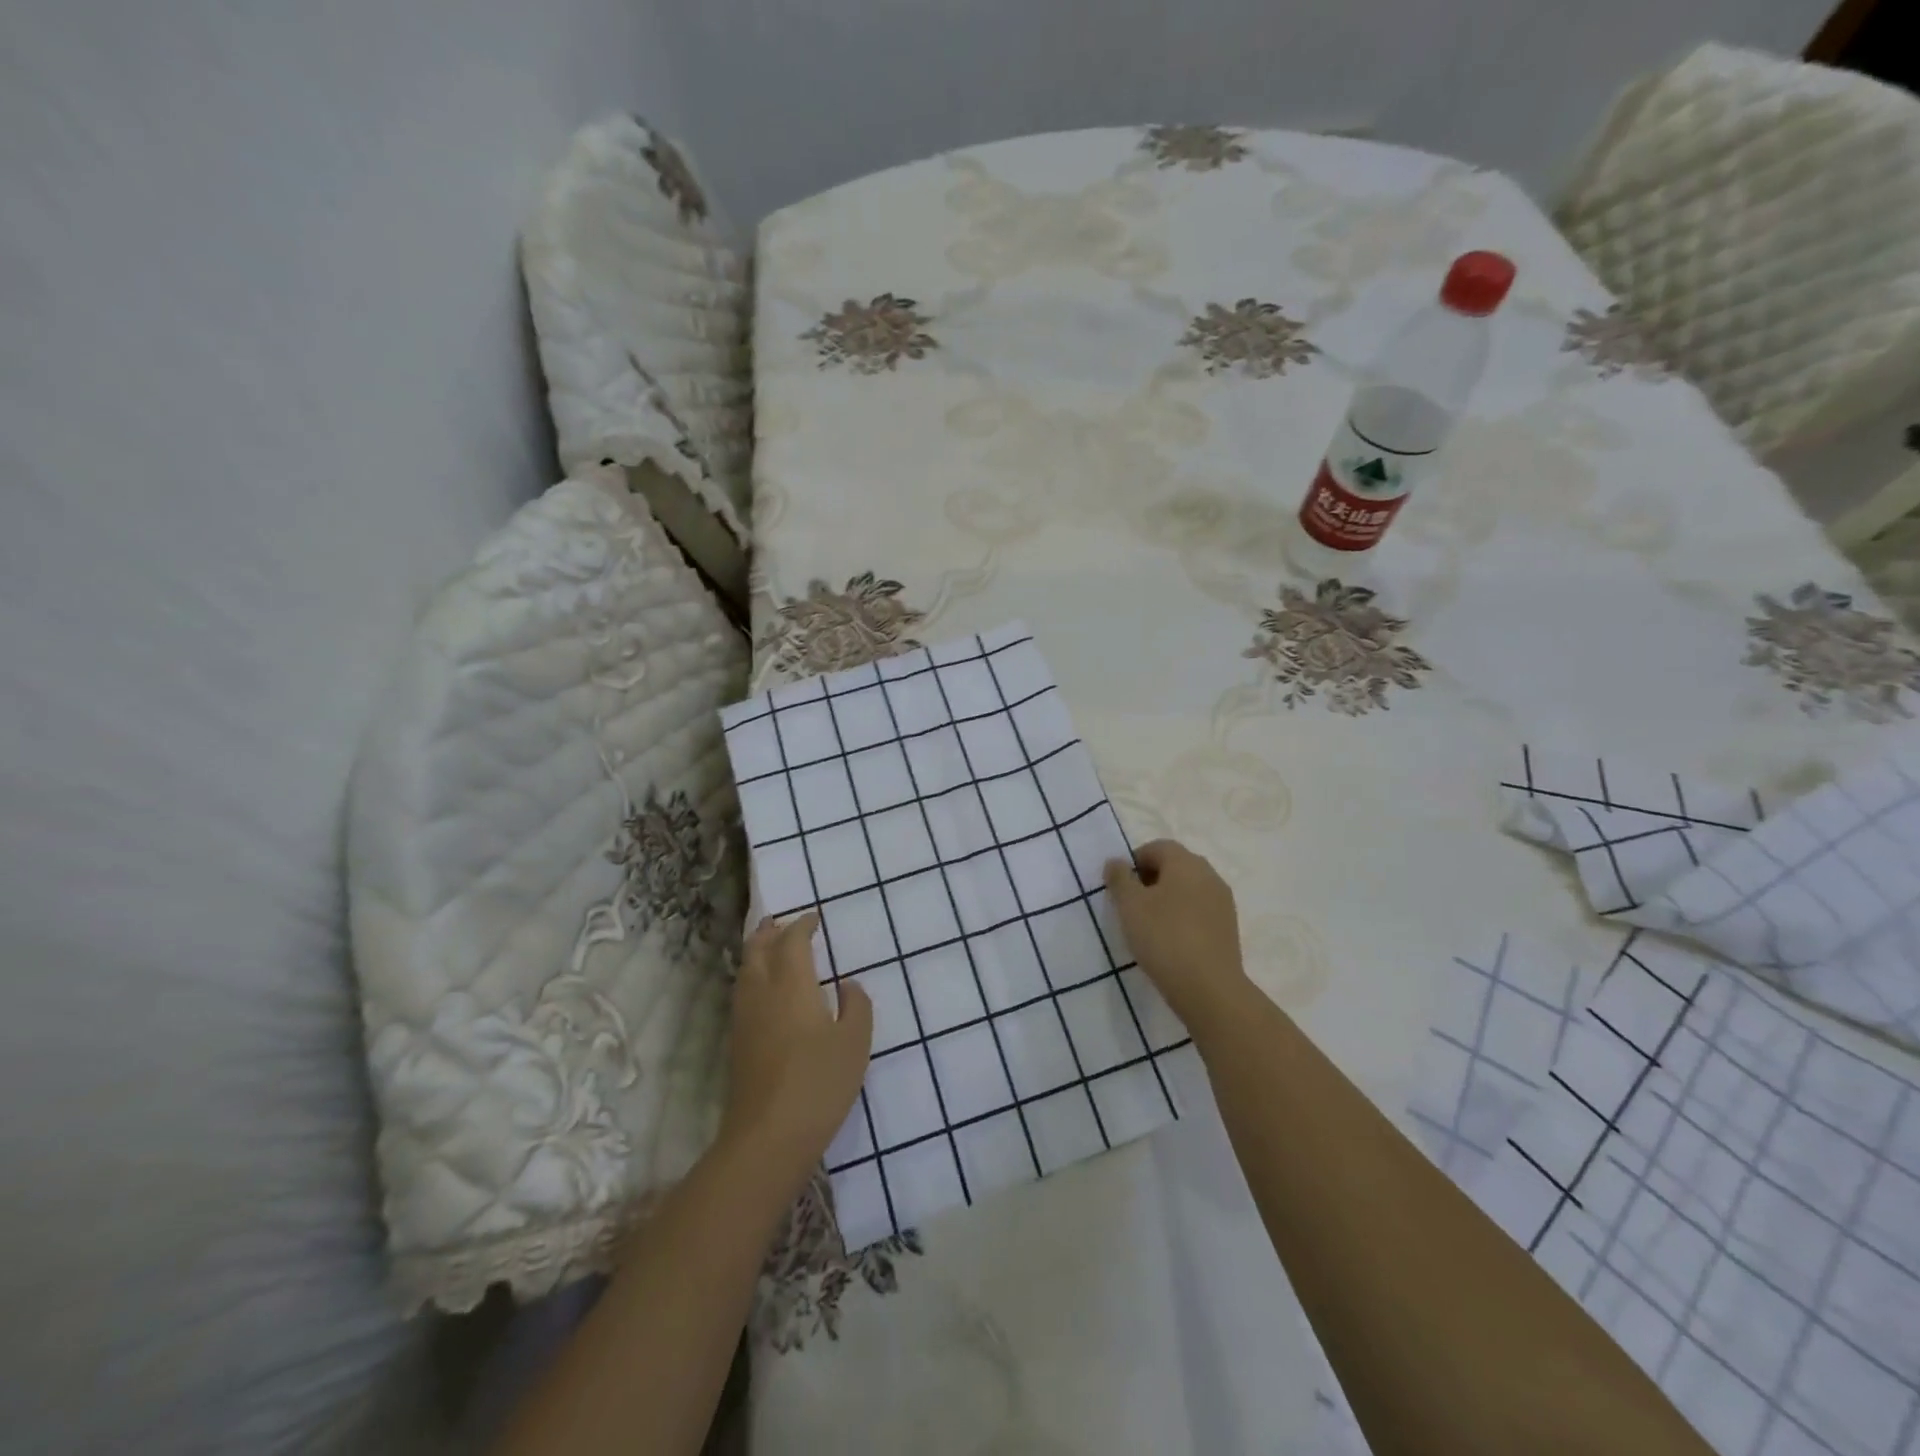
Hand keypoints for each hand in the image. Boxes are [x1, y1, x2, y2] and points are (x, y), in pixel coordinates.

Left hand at [719, 914, 872, 1186]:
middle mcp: (762, 993)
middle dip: (770, 932)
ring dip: (758, 952)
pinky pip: (743, 993)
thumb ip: (856, 1006)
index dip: (802, 925)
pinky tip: (766, 991)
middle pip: (758, 950)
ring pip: (745, 971)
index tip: (815, 918)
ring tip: (771, 947)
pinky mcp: (737, 1043)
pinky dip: (753, 976)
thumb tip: (848, 984)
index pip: (792, 942)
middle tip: (782, 922)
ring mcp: (745, 1019)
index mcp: (791, 984)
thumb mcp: (854, 1043)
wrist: (768, 1137)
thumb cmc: (819, 1083)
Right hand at [1104, 840, 1253, 1032]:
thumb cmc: (1164, 937)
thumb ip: (1119, 878)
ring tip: (1148, 925)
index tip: (1119, 886)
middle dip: (1150, 879)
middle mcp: (1209, 875)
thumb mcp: (1130, 905)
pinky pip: (1200, 910)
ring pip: (1188, 889)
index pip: (1157, 847)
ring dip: (1167, 899)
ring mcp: (1223, 902)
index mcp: (1186, 862)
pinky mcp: (1228, 927)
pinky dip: (1182, 917)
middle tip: (1131, 905)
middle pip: (1175, 866)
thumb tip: (1116, 861)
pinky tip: (1170, 940)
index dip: (1134, 861)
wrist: (1209, 988)